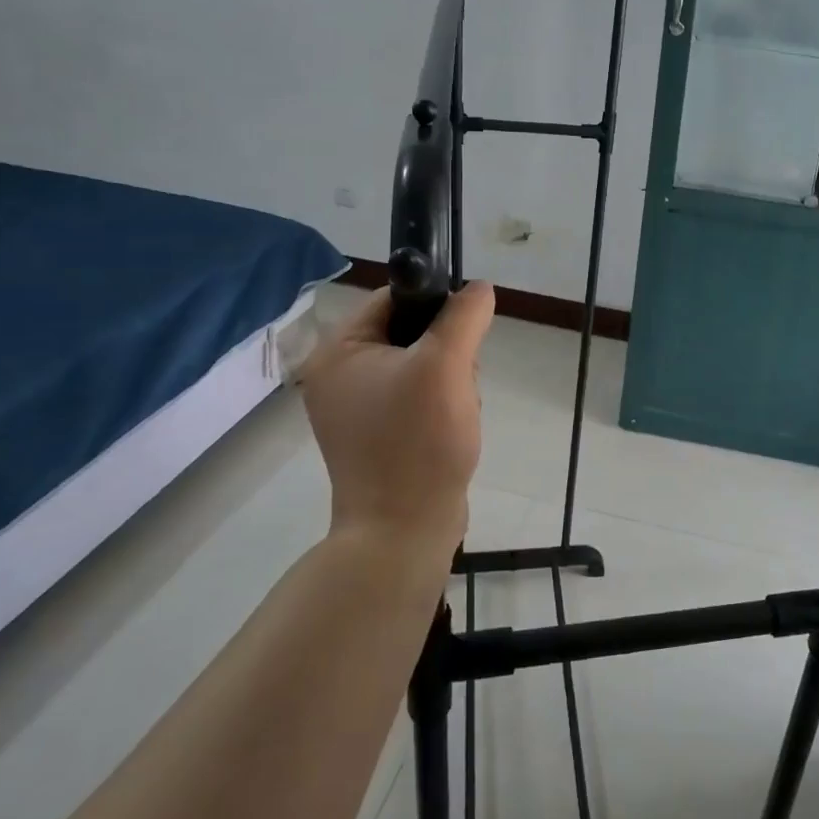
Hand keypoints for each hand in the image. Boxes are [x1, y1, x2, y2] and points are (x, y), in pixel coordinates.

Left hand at [298, 283, 495, 557]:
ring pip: (420, 365)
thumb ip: (463, 317)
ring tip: (457, 410)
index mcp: (338, 352)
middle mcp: (338, 376)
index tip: (465, 332)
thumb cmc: (418, 442)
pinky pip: (417, 397)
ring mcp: (357, 409)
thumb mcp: (445, 367)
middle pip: (409, 332)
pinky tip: (453, 426)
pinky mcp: (377, 435)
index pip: (392, 299)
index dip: (435, 305)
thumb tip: (480, 287)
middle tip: (457, 382)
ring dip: (450, 380)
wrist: (404, 531)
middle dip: (446, 352)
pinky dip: (442, 404)